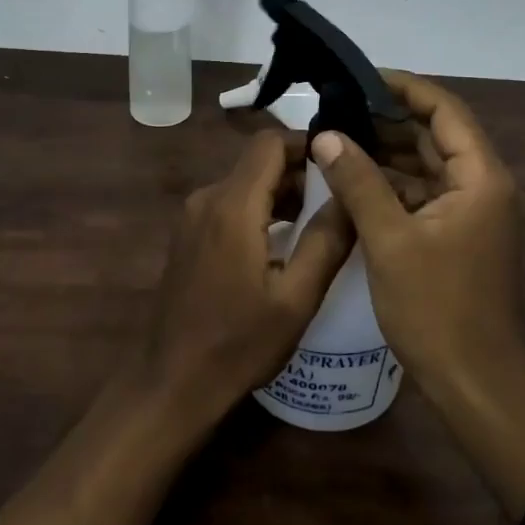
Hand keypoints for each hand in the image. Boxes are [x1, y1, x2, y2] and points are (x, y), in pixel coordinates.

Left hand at [141, 131, 355, 428]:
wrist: (173, 381)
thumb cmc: (239, 343)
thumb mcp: (296, 298)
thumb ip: (326, 240)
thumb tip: (351, 195)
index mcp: (232, 205)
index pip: (270, 142)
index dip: (306, 144)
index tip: (339, 164)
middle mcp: (207, 198)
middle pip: (258, 162)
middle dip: (299, 173)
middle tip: (338, 201)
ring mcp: (191, 216)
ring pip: (244, 183)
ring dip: (280, 194)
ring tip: (317, 224)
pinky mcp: (187, 234)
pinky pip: (228, 203)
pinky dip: (258, 210)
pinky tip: (281, 244)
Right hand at [309, 72, 524, 397]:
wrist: (476, 386)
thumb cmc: (437, 309)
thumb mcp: (390, 240)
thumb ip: (358, 181)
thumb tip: (326, 135)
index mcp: (480, 178)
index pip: (445, 110)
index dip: (404, 88)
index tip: (359, 78)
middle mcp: (483, 186)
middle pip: (436, 135)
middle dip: (388, 119)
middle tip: (337, 107)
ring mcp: (472, 212)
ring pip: (426, 166)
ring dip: (387, 152)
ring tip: (337, 136)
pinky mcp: (458, 235)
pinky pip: (423, 194)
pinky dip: (392, 184)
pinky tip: (353, 180)